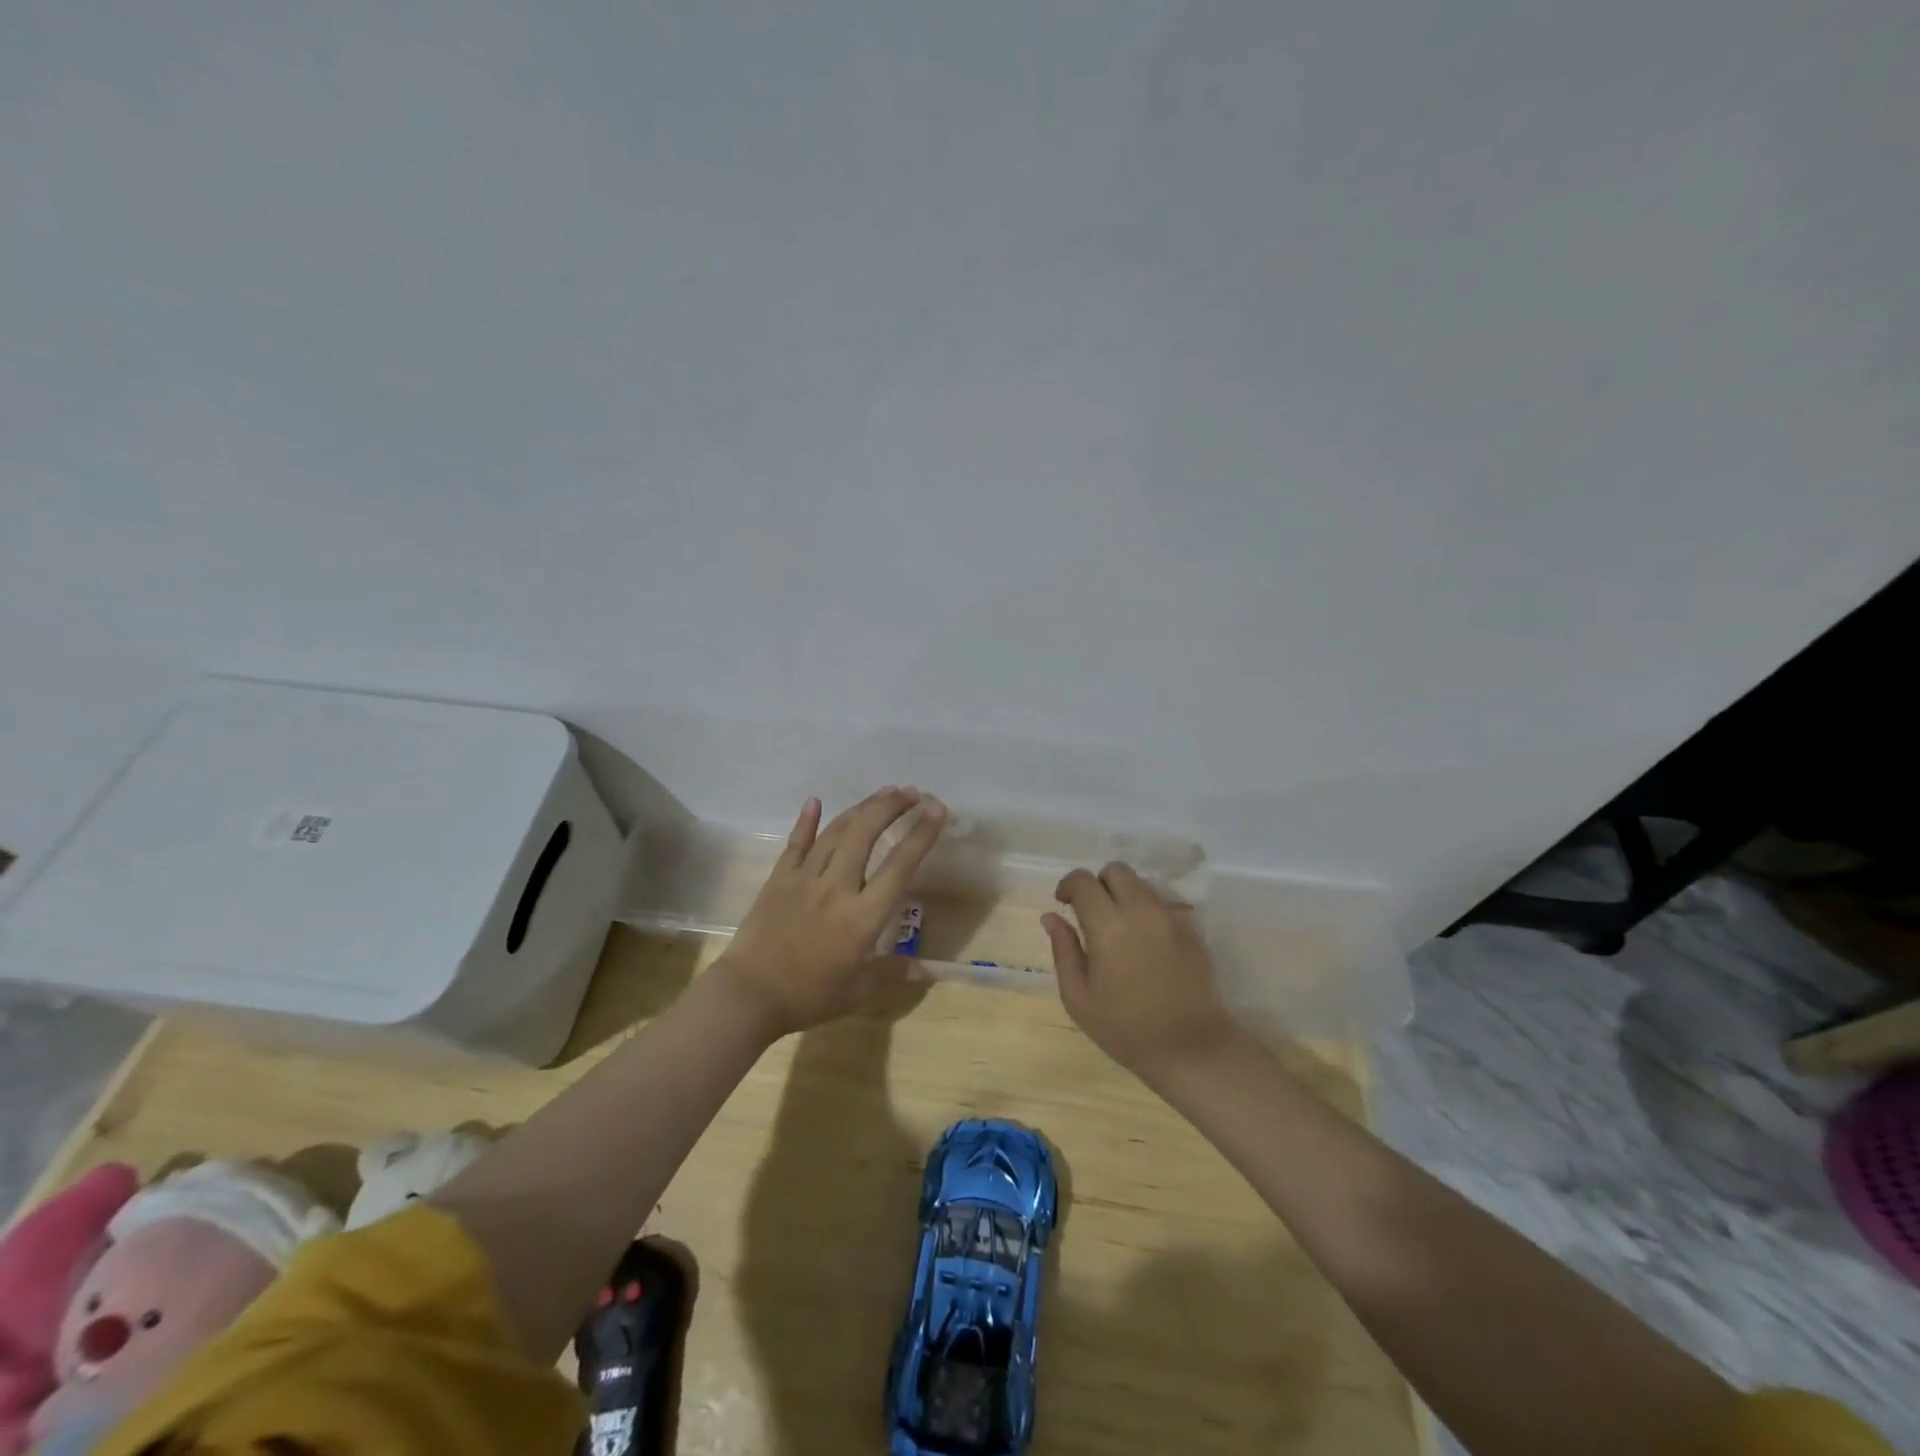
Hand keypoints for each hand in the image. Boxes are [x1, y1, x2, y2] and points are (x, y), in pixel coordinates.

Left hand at [715, 787, 946, 1038]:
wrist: (748, 996)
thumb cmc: (808, 996)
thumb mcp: (857, 992)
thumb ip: (893, 973)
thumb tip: (929, 970)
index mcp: (863, 916)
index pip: (900, 866)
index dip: (921, 834)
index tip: (936, 808)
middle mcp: (837, 887)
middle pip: (866, 833)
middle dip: (891, 807)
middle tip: (911, 793)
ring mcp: (805, 878)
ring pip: (837, 832)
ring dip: (862, 808)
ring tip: (884, 792)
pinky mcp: (779, 879)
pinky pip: (796, 843)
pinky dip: (807, 821)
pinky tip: (815, 801)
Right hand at [1043, 862, 1237, 1081]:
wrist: (1192, 1049)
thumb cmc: (1126, 1029)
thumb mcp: (1079, 998)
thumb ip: (1063, 950)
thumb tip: (1051, 917)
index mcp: (1108, 926)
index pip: (1084, 881)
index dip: (1069, 885)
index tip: (1063, 903)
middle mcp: (1141, 911)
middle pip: (1116, 870)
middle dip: (1098, 884)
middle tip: (1090, 913)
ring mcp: (1170, 917)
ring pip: (1141, 884)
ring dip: (1123, 896)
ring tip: (1118, 930)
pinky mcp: (1191, 929)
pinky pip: (1161, 903)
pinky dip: (1145, 911)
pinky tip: (1143, 944)